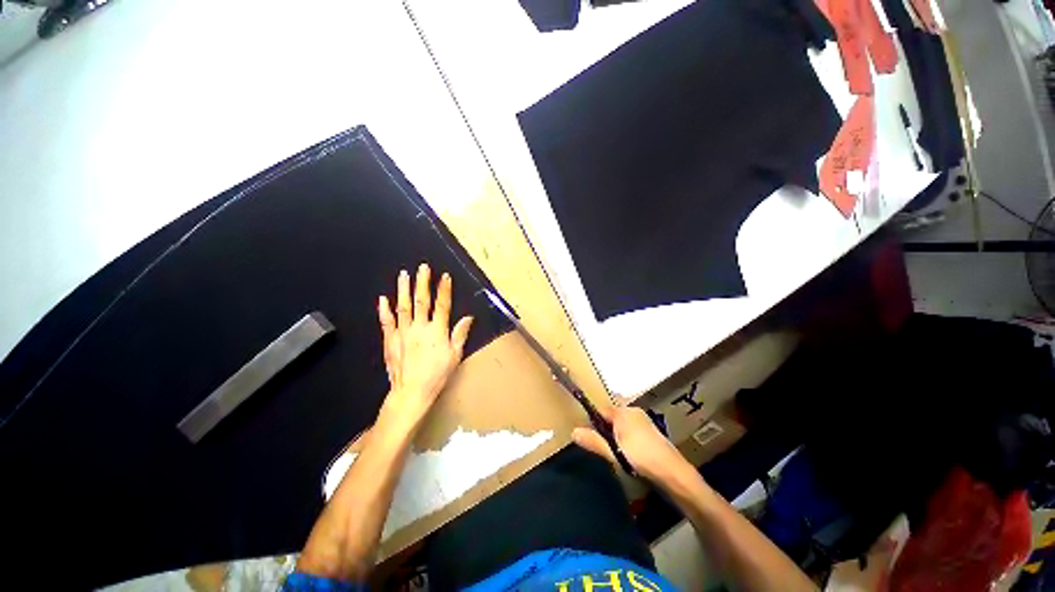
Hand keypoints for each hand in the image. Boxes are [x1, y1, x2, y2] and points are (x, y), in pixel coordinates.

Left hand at [377, 264, 472, 428]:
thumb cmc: (437, 374)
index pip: (442, 305)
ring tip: (403, 275)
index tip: (445, 276)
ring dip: (403, 290)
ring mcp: (403, 332)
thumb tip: (468, 318)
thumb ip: (460, 334)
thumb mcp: (455, 355)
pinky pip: (387, 322)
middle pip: (422, 301)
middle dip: (423, 282)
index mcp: (437, 331)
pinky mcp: (390, 340)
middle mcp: (420, 328)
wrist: (412, 391)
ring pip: (403, 307)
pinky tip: (383, 299)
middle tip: (422, 267)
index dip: (444, 290)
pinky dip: (384, 310)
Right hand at [572, 405, 689, 483]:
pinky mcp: (651, 432)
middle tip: (604, 449)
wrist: (674, 473)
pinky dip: (627, 439)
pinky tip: (630, 455)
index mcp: (623, 412)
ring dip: (617, 436)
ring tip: (617, 454)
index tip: (589, 436)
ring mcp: (644, 421)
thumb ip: (593, 441)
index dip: (593, 421)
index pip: (601, 410)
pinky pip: (632, 430)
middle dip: (606, 430)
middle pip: (612, 417)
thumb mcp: (613, 452)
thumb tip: (573, 431)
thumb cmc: (641, 458)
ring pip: (623, 424)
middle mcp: (633, 411)